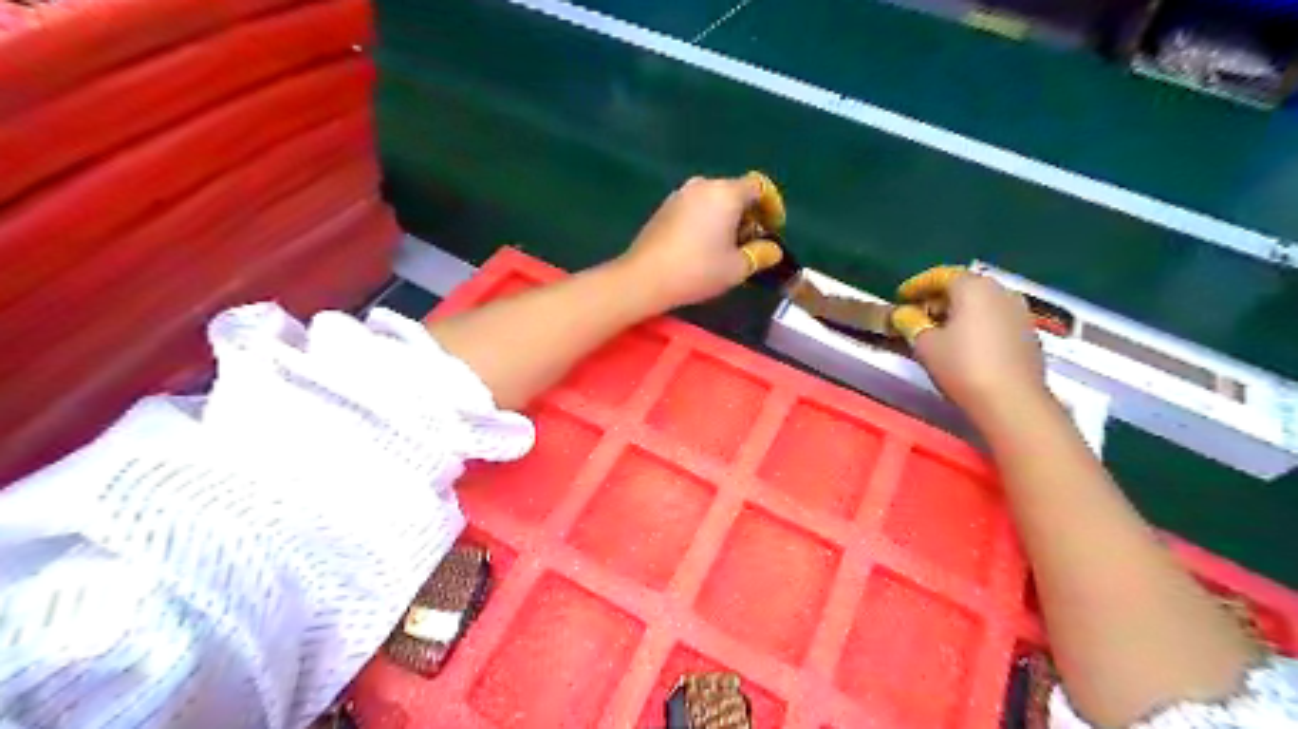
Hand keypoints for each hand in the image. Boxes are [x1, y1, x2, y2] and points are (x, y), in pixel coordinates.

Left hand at [614, 173, 774, 308]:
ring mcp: (680, 195)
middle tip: (753, 242)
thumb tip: (773, 249)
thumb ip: (761, 254)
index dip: (772, 205)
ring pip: (714, 200)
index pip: (759, 186)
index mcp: (725, 193)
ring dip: (727, 218)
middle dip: (749, 214)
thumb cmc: (697, 270)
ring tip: (728, 247)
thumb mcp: (737, 268)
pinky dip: (707, 220)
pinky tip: (704, 246)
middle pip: (735, 191)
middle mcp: (703, 185)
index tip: (774, 228)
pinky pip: (696, 207)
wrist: (645, 277)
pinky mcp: (664, 208)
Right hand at [906, 268, 1048, 425]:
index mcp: (973, 287)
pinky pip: (996, 318)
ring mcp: (1019, 312)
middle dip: (939, 297)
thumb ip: (911, 323)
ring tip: (940, 329)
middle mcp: (1000, 291)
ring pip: (982, 302)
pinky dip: (977, 324)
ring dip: (959, 311)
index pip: (940, 275)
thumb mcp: (925, 345)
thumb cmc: (962, 367)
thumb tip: (903, 313)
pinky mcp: (1029, 333)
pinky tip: (965, 343)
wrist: (1012, 401)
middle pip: (964, 286)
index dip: (917, 285)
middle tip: (917, 313)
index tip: (900, 296)